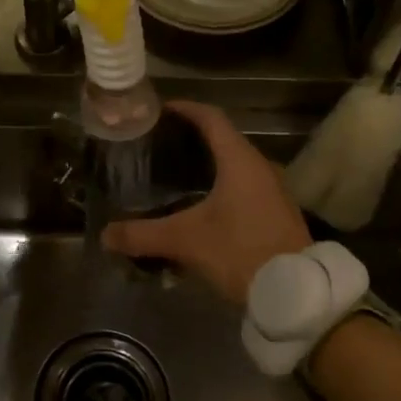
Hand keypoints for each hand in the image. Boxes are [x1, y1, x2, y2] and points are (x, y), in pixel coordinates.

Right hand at [102, 101, 311, 306]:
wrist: (294, 291)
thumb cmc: (241, 251)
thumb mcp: (186, 241)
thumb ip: (143, 235)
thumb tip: (105, 235)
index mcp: (239, 160)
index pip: (211, 118)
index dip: (185, 109)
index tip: (160, 110)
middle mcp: (259, 167)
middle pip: (223, 138)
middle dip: (192, 137)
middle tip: (159, 144)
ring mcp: (272, 190)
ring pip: (234, 163)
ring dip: (208, 163)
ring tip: (174, 172)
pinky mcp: (275, 212)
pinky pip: (243, 185)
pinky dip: (220, 184)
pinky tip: (200, 205)